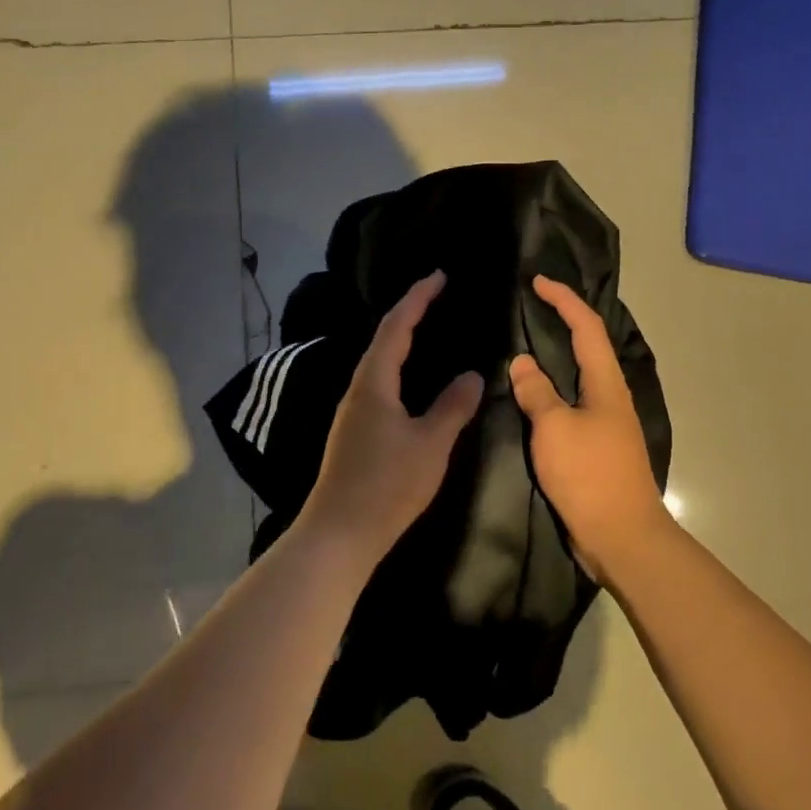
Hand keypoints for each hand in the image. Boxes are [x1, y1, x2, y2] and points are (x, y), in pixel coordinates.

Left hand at [298, 271, 484, 570]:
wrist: (339, 534)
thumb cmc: (386, 485)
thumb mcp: (430, 444)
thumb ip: (452, 406)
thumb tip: (471, 373)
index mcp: (373, 382)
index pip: (396, 326)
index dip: (417, 298)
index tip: (438, 275)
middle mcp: (358, 388)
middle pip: (383, 339)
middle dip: (409, 312)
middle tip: (437, 296)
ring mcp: (353, 411)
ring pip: (379, 362)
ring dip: (402, 339)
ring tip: (429, 329)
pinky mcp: (354, 431)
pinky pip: (379, 382)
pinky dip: (398, 366)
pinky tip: (412, 381)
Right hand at [510, 275, 671, 584]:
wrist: (622, 537)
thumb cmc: (589, 475)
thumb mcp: (554, 428)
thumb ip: (536, 392)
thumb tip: (522, 362)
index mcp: (605, 383)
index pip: (586, 327)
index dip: (564, 300)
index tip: (538, 282)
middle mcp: (610, 396)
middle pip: (587, 346)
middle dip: (561, 321)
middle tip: (527, 308)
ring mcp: (605, 422)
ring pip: (578, 376)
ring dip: (555, 356)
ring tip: (522, 344)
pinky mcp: (595, 446)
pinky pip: (570, 403)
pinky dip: (550, 388)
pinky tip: (529, 395)